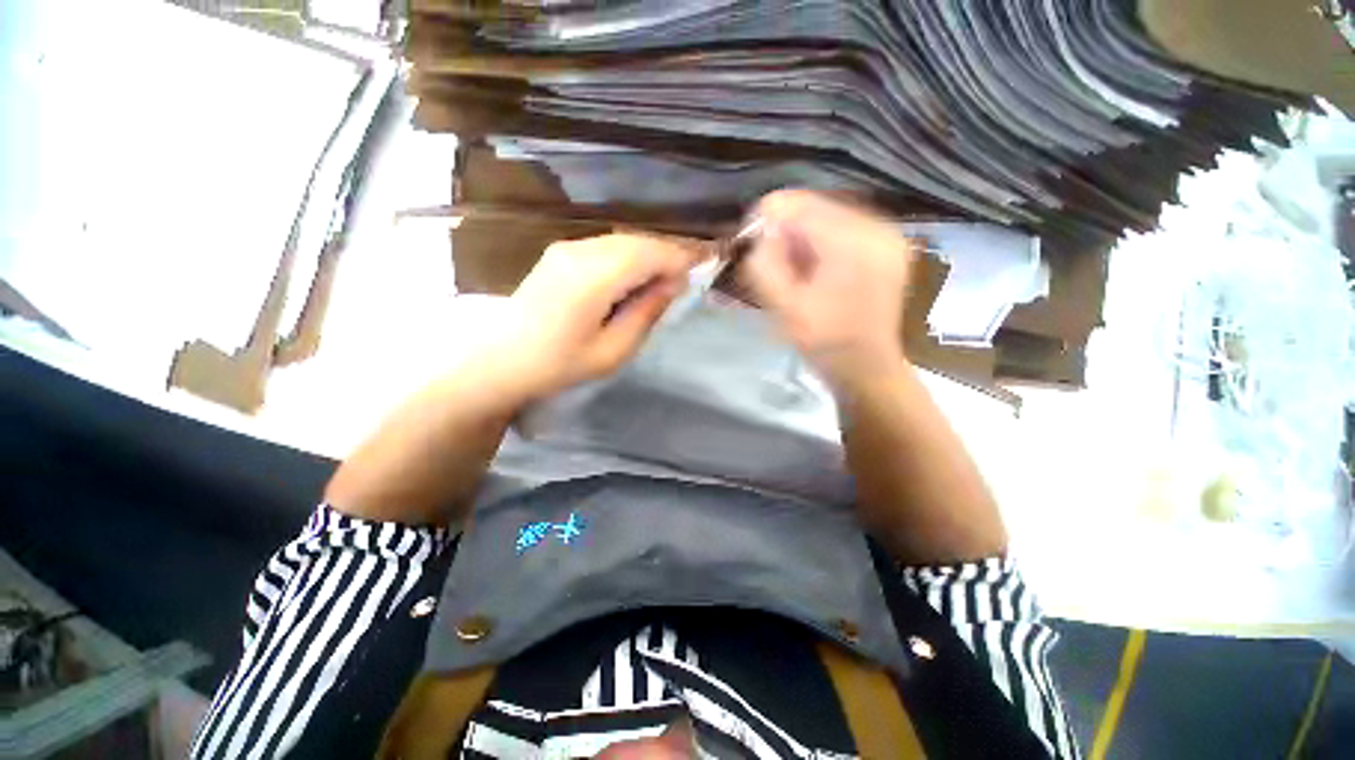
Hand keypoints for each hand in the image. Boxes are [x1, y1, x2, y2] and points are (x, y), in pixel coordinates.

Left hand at [485, 233, 704, 399]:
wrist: (499, 362)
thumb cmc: (558, 365)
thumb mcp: (612, 351)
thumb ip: (646, 313)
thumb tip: (673, 284)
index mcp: (593, 277)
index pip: (650, 252)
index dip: (680, 259)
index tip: (701, 273)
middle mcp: (580, 250)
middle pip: (638, 241)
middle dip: (667, 256)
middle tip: (684, 282)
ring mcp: (566, 248)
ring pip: (623, 241)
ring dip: (648, 256)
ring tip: (662, 283)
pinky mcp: (560, 253)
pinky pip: (606, 246)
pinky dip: (628, 258)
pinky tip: (633, 281)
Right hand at [742, 190, 919, 388]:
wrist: (866, 367)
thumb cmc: (824, 343)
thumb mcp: (784, 307)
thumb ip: (765, 265)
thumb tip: (760, 232)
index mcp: (854, 243)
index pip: (798, 205)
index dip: (766, 219)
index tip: (750, 243)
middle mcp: (877, 226)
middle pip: (814, 206)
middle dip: (786, 231)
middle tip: (775, 266)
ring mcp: (887, 233)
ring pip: (826, 215)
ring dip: (802, 238)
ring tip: (796, 272)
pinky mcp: (886, 243)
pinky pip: (840, 227)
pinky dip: (819, 243)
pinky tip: (815, 270)